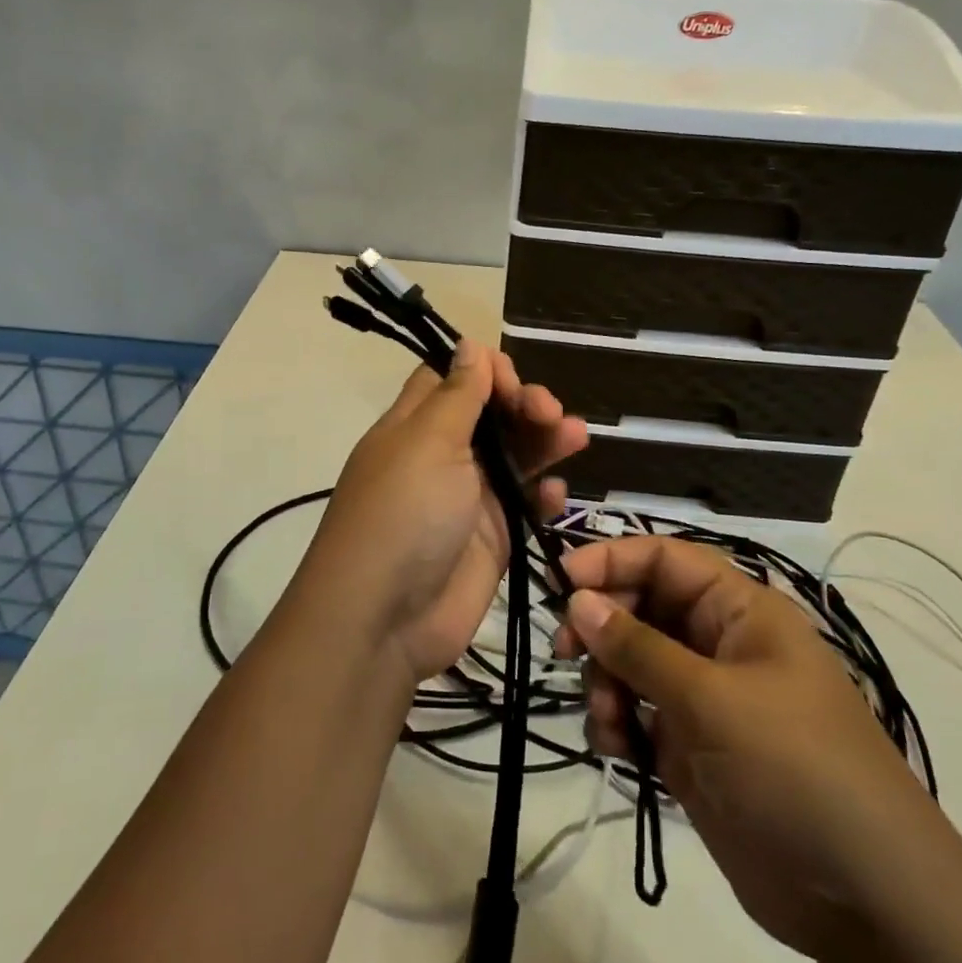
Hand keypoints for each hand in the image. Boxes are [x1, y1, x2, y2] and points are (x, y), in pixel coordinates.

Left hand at [297, 339, 587, 682]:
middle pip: (491, 414)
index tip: (512, 382)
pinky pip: (525, 505)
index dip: (486, 371)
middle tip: (550, 413)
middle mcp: (442, 455)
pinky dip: (543, 494)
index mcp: (415, 425)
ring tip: (576, 436)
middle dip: (524, 404)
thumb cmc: (404, 513)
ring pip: (515, 455)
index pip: (452, 379)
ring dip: (546, 441)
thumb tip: (469, 344)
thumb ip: (458, 395)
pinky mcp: (492, 537)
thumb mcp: (428, 442)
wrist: (385, 618)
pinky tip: (558, 493)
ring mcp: (468, 497)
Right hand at [553, 536, 951, 957]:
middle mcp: (718, 644)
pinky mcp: (690, 747)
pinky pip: (635, 713)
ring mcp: (704, 698)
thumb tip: (578, 599)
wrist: (865, 901)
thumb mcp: (711, 699)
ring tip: (606, 717)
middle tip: (565, 650)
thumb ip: (638, 647)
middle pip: (641, 607)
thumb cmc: (793, 769)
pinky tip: (614, 747)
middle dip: (601, 625)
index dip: (612, 559)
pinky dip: (615, 722)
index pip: (666, 559)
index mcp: (740, 612)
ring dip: (605, 680)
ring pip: (631, 661)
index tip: (561, 581)